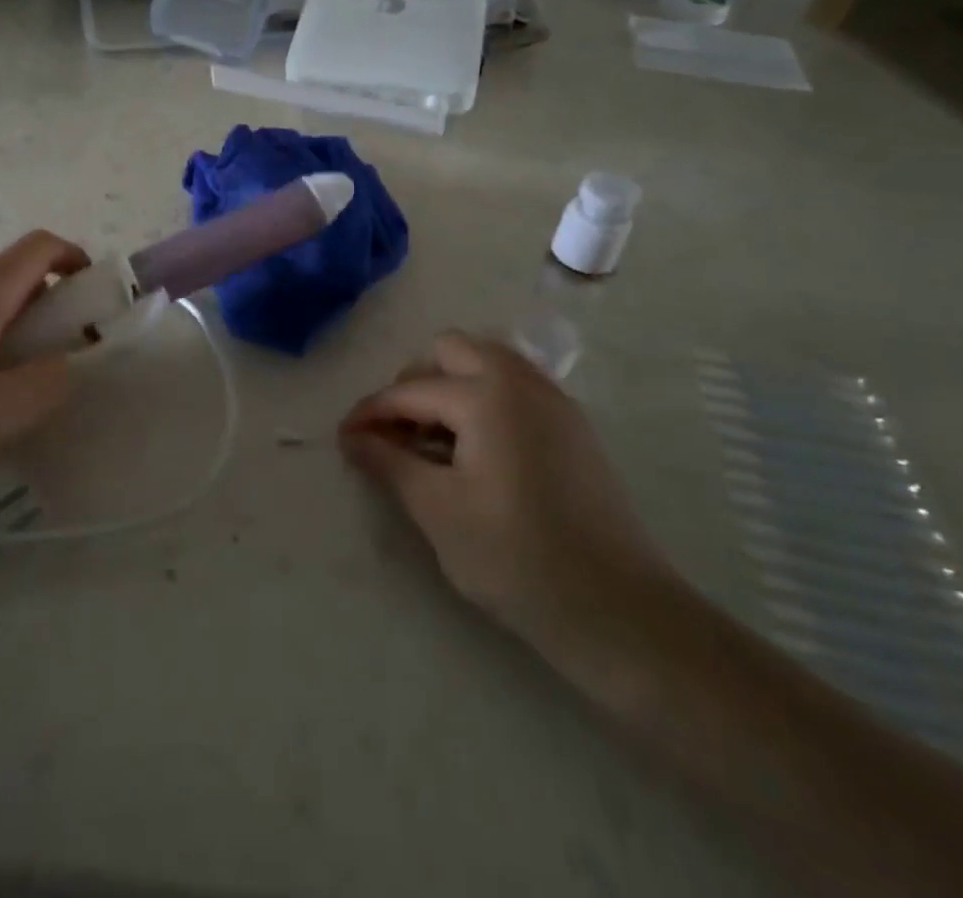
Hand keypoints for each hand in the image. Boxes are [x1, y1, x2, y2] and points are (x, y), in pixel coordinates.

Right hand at [339, 331, 680, 677]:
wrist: (618, 611)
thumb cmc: (516, 558)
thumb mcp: (437, 510)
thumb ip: (389, 463)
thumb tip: (353, 438)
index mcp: (486, 394)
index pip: (410, 391)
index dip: (371, 414)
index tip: (344, 438)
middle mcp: (521, 381)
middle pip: (452, 351)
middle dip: (415, 383)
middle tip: (397, 432)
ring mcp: (554, 401)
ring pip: (487, 363)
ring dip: (450, 387)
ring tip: (433, 440)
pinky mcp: (573, 427)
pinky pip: (515, 388)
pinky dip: (484, 401)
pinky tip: (475, 451)